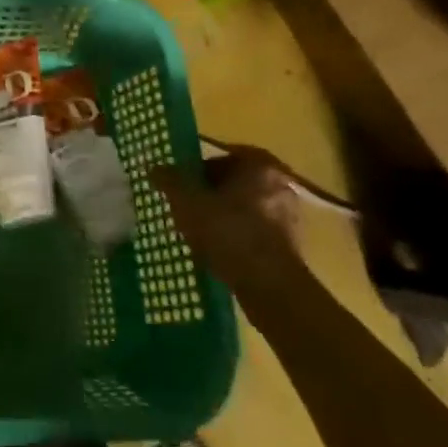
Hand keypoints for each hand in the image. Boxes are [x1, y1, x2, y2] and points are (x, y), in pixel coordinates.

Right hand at [149, 144, 309, 289]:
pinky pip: (255, 233)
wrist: (271, 286)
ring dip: (225, 219)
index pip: (218, 159)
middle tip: (188, 210)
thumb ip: (169, 181)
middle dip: (210, 196)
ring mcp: (290, 216)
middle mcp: (279, 184)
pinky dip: (238, 239)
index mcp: (258, 164)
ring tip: (200, 235)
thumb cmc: (228, 232)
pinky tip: (220, 253)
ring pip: (245, 210)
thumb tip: (154, 167)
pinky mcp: (292, 246)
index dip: (194, 173)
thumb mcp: (187, 203)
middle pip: (233, 184)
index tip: (180, 189)